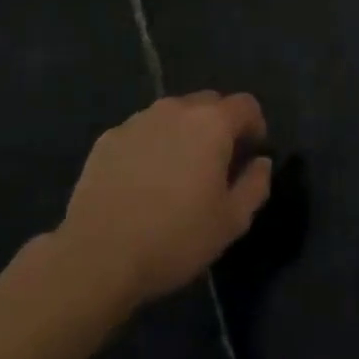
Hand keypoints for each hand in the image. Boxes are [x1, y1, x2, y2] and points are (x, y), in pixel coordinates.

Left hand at [55, 92, 272, 309]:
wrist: (98, 255)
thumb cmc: (175, 238)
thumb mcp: (232, 221)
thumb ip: (255, 185)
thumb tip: (260, 163)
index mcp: (211, 124)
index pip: (246, 105)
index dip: (255, 127)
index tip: (251, 155)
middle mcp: (174, 110)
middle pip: (208, 103)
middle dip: (220, 126)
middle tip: (217, 165)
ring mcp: (137, 121)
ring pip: (172, 115)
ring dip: (184, 134)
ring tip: (178, 174)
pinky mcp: (108, 138)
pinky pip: (142, 132)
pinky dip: (152, 146)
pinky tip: (143, 182)